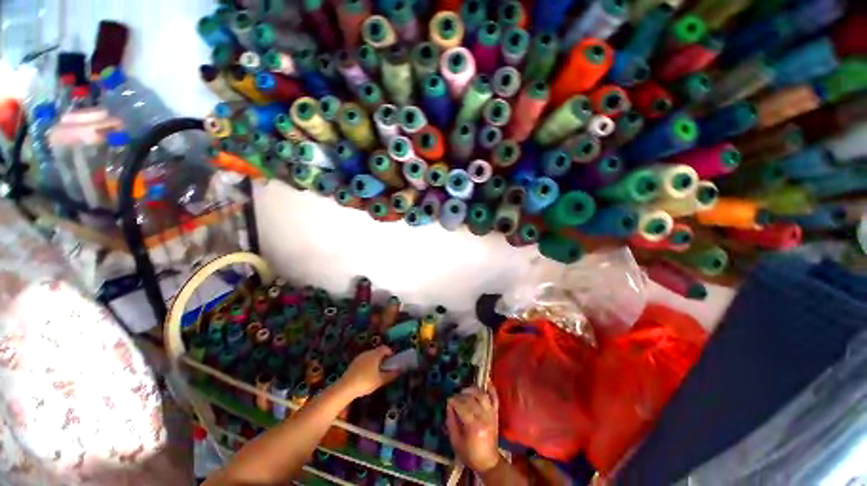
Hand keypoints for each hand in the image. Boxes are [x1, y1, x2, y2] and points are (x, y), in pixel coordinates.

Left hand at [338, 346, 399, 398]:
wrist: (345, 387)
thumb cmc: (365, 382)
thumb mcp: (380, 380)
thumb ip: (391, 375)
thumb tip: (399, 371)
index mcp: (375, 354)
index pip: (385, 348)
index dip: (390, 352)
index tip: (393, 360)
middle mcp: (367, 352)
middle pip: (377, 351)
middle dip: (383, 357)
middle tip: (386, 366)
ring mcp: (359, 357)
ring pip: (370, 355)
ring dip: (375, 360)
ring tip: (377, 371)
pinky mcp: (353, 363)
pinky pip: (364, 360)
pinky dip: (368, 364)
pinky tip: (367, 374)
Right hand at [446, 384, 501, 473]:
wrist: (488, 462)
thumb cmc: (469, 454)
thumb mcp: (455, 441)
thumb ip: (451, 421)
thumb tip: (449, 405)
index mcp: (473, 426)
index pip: (462, 406)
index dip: (453, 401)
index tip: (448, 401)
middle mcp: (484, 417)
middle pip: (471, 399)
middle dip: (460, 395)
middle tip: (455, 397)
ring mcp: (491, 414)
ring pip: (482, 395)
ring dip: (472, 390)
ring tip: (465, 391)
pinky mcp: (496, 413)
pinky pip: (495, 398)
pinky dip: (491, 388)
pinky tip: (486, 381)